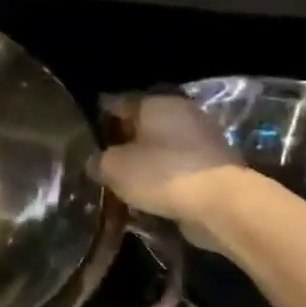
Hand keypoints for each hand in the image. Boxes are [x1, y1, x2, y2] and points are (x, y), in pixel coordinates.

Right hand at [94, 93, 249, 246]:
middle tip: (102, 167)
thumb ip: (97, 161)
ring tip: (123, 187)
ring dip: (144, 166)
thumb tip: (95, 163)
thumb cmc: (161, 174)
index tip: (84, 144)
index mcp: (156, 102)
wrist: (221, 204)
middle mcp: (182, 112)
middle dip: (123, 146)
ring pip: (161, 150)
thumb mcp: (113, 168)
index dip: (97, 124)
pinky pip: (179, 170)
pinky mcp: (216, 166)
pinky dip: (164, 181)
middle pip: (141, 127)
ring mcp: (203, 139)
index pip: (116, 104)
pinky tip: (149, 199)